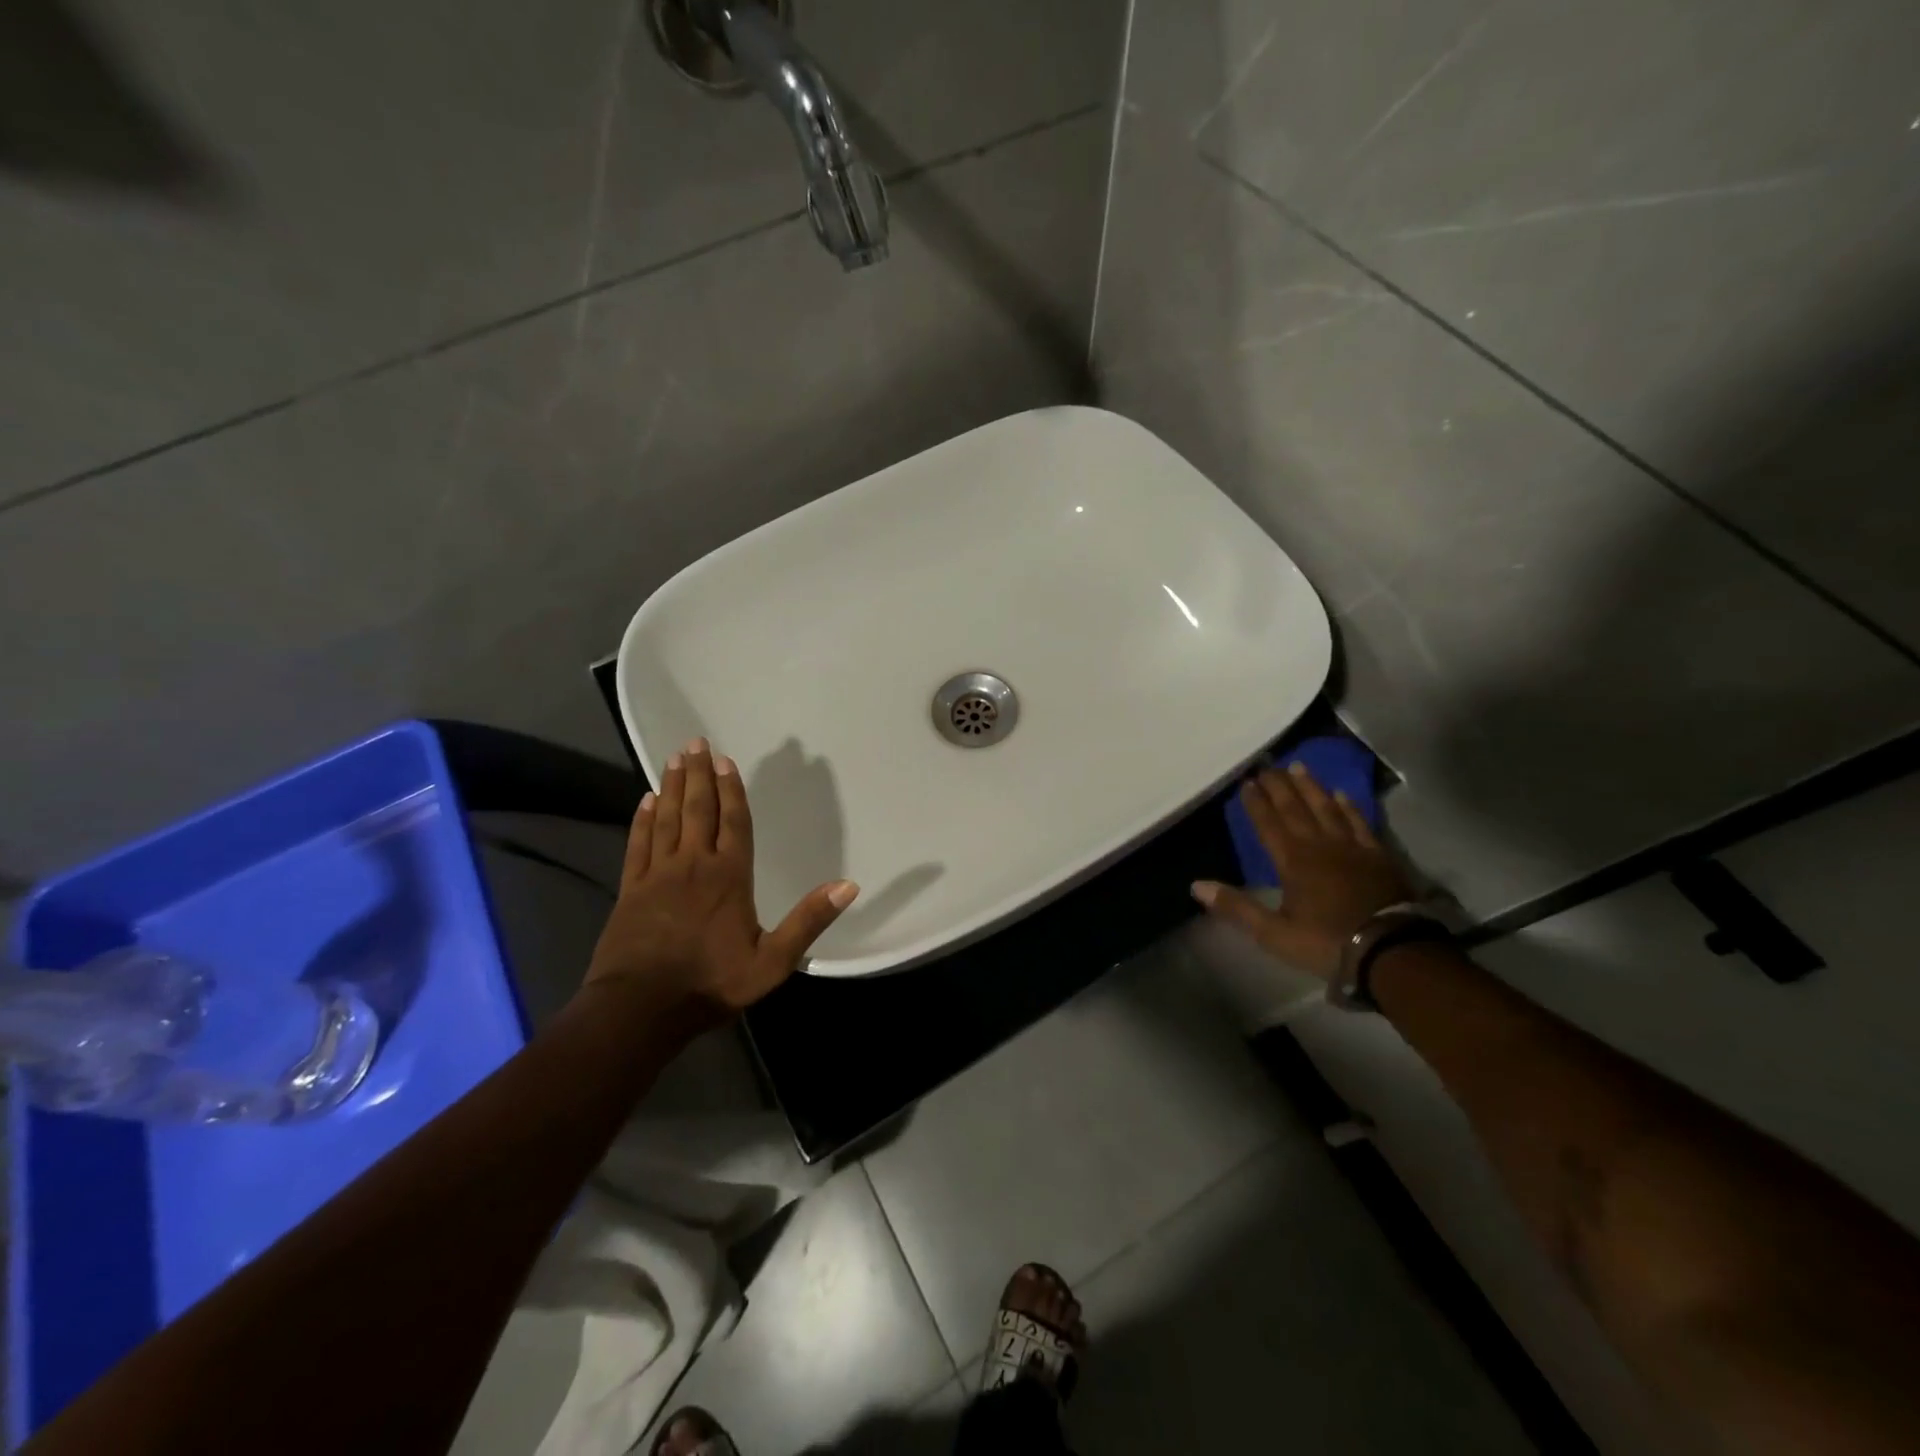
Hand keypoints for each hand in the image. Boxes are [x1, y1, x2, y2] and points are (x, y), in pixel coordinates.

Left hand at [584, 738, 858, 1015]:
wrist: (641, 1009)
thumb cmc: (711, 983)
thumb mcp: (773, 962)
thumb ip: (809, 921)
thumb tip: (849, 885)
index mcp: (729, 876)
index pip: (734, 822)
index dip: (732, 790)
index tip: (726, 760)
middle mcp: (693, 864)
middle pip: (698, 810)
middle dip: (700, 775)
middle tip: (696, 743)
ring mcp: (658, 874)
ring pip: (667, 819)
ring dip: (673, 787)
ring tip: (675, 759)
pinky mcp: (631, 889)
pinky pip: (638, 844)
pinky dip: (642, 820)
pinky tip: (646, 800)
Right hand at [1191, 762, 1412, 980]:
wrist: (1391, 950)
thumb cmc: (1326, 942)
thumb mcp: (1273, 932)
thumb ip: (1236, 907)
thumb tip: (1196, 885)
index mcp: (1292, 861)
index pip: (1268, 824)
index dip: (1256, 803)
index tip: (1246, 782)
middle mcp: (1319, 845)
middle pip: (1295, 809)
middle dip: (1279, 787)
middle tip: (1267, 765)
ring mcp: (1351, 847)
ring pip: (1326, 808)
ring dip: (1310, 788)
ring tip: (1298, 767)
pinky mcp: (1377, 856)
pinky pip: (1359, 823)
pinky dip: (1348, 807)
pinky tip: (1341, 795)